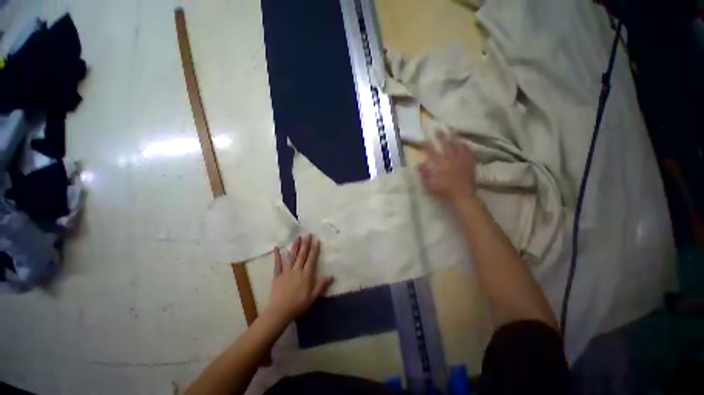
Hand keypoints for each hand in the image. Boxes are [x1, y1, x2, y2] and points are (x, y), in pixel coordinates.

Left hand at [266, 235, 332, 323]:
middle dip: (306, 244)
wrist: (280, 312)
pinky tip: (276, 248)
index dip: (314, 249)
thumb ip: (321, 285)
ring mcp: (286, 272)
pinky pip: (277, 264)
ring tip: (297, 237)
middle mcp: (297, 270)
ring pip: (291, 256)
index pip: (311, 259)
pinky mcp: (277, 275)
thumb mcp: (313, 297)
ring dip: (295, 246)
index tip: (316, 240)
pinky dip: (277, 256)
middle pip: (302, 255)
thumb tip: (331, 275)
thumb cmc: (298, 305)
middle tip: (308, 234)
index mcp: (306, 275)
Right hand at [417, 132, 476, 204]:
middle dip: (441, 137)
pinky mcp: (469, 163)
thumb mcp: (430, 185)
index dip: (427, 145)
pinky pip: (468, 151)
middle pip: (445, 145)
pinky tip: (464, 142)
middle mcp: (451, 159)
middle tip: (438, 129)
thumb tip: (418, 165)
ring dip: (454, 137)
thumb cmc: (444, 191)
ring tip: (452, 130)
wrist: (463, 195)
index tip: (424, 139)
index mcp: (440, 165)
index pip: (432, 152)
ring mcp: (461, 160)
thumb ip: (424, 174)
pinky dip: (466, 146)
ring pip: (458, 146)